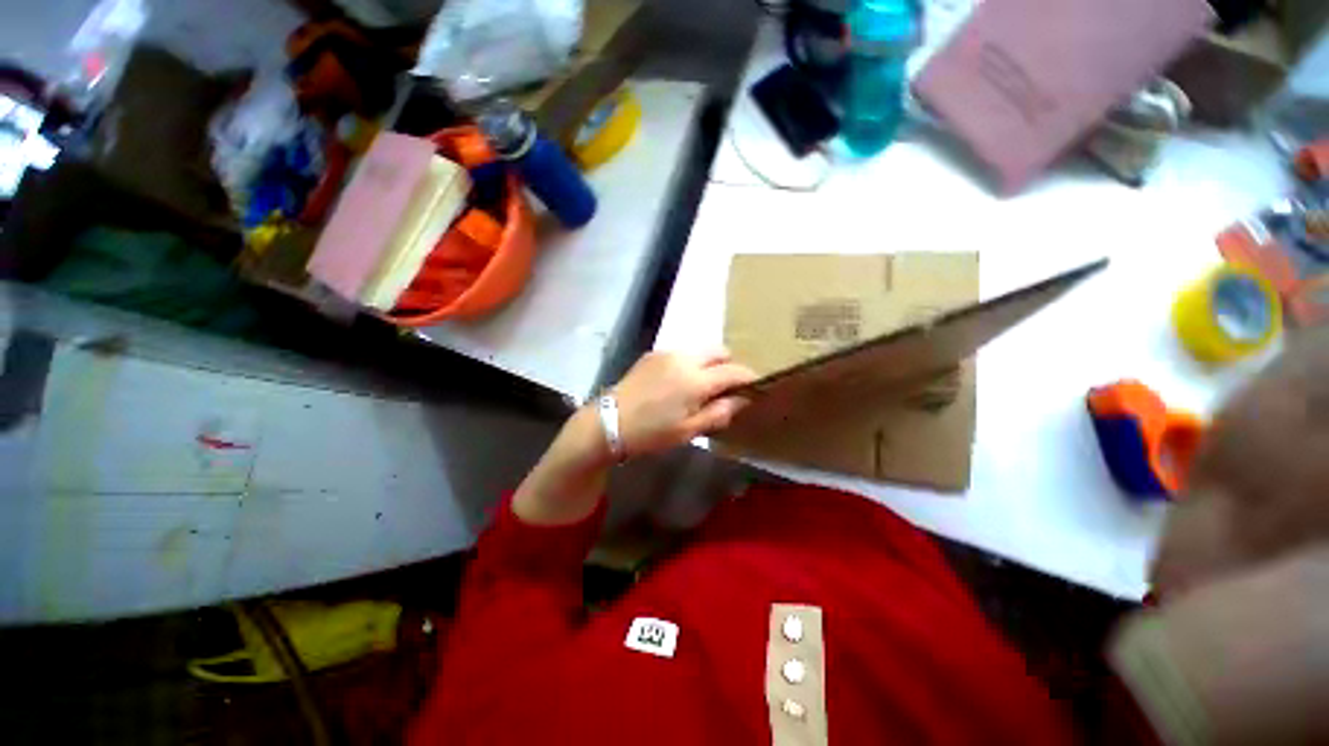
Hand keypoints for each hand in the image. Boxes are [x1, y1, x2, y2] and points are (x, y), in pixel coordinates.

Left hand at [511, 351, 756, 525]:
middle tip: (727, 387)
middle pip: (720, 351)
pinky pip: (682, 352)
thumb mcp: (689, 430)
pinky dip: (691, 362)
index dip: (749, 378)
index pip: (735, 371)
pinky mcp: (653, 354)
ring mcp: (667, 353)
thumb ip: (720, 412)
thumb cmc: (651, 433)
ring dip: (710, 363)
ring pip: (701, 349)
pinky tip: (680, 381)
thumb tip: (743, 399)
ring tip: (703, 385)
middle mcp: (685, 358)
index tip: (755, 387)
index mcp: (696, 380)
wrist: (608, 422)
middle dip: (730, 365)